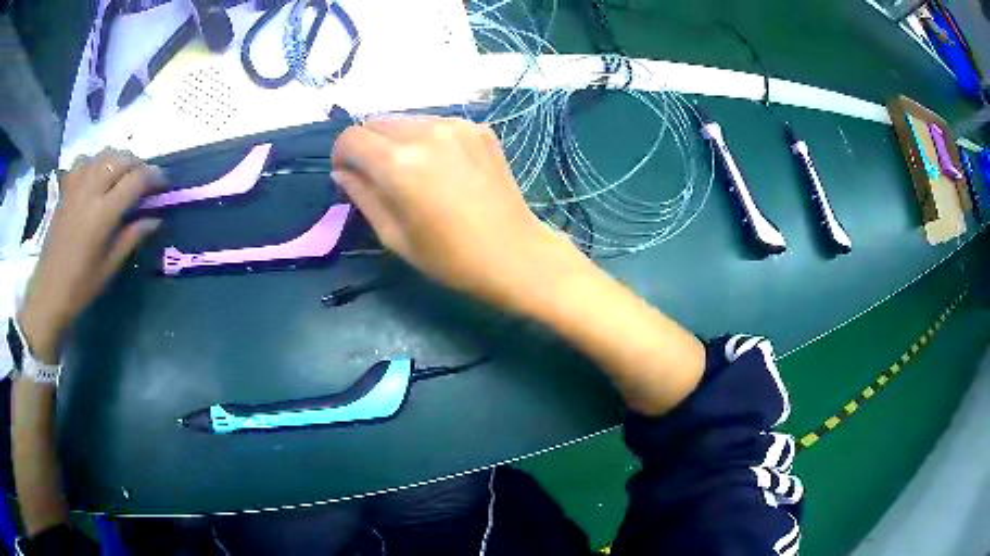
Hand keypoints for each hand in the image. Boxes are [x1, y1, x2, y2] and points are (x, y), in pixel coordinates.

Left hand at [16, 149, 164, 362]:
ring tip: (124, 175)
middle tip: (145, 181)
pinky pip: (85, 160)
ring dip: (120, 159)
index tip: (164, 185)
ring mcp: (76, 185)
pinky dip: (97, 161)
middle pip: (122, 158)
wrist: (48, 290)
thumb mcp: (109, 267)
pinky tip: (98, 175)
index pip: (136, 179)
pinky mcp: (66, 187)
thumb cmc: (80, 286)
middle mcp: (91, 189)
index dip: (155, 177)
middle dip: (139, 164)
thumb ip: (132, 237)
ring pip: (105, 154)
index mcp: (103, 213)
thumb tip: (155, 219)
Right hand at [332, 116, 581, 309]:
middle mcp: (426, 131)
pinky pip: (437, 124)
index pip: (351, 137)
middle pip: (376, 122)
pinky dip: (428, 140)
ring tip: (416, 174)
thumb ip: (362, 195)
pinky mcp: (479, 128)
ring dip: (398, 141)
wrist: (514, 253)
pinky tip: (445, 168)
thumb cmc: (449, 257)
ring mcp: (457, 125)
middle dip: (369, 147)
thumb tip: (343, 171)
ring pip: (406, 120)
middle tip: (382, 178)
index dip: (343, 156)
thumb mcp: (393, 235)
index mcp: (398, 162)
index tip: (350, 177)